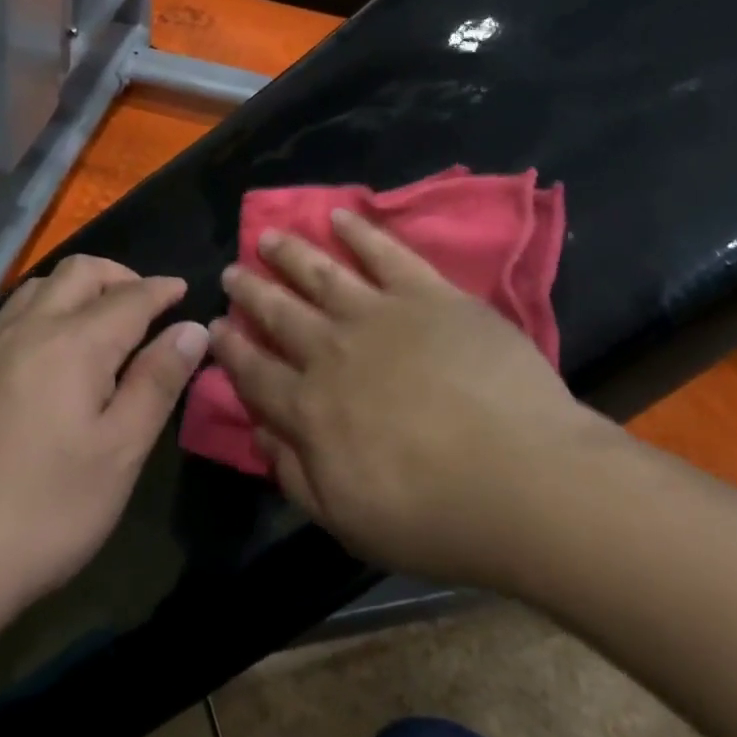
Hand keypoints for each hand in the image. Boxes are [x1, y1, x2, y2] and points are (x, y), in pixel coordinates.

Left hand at [0, 256, 206, 615]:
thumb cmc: (47, 510)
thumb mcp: (121, 451)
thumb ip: (158, 381)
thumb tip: (192, 329)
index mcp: (75, 344)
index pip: (130, 297)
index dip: (162, 289)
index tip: (185, 290)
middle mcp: (30, 329)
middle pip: (79, 272)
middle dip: (120, 276)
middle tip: (146, 306)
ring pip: (40, 286)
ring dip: (79, 287)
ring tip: (102, 322)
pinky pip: (14, 314)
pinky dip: (47, 308)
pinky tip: (53, 351)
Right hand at [210, 211, 621, 592]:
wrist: (522, 478)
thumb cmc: (435, 515)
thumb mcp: (347, 520)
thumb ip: (295, 474)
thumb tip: (258, 430)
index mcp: (311, 408)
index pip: (257, 372)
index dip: (232, 350)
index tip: (215, 326)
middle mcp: (333, 350)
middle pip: (280, 313)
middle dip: (251, 291)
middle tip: (231, 272)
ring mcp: (380, 314)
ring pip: (321, 273)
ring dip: (290, 253)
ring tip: (268, 236)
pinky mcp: (428, 293)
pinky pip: (385, 253)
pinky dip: (359, 232)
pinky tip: (340, 216)